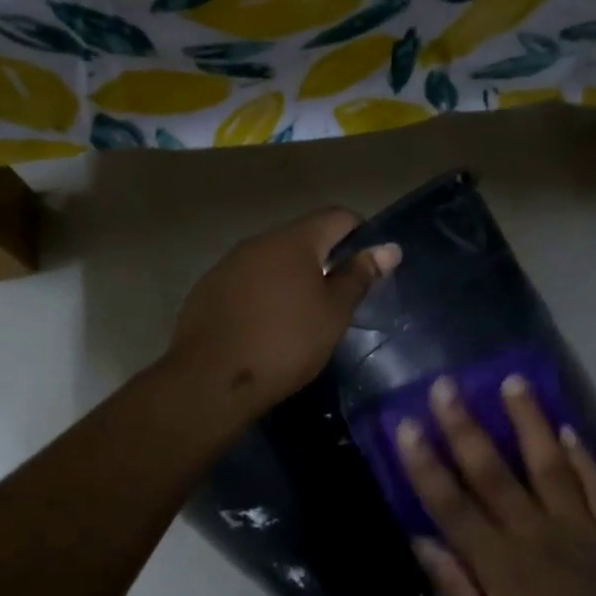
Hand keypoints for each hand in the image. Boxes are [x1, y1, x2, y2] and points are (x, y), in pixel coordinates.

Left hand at [168, 207, 400, 414]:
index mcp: (293, 240)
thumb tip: (389, 248)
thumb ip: (359, 277)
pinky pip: (246, 283)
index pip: (337, 216)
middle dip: (324, 260)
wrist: (210, 380)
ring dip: (291, 279)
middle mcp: (257, 242)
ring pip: (271, 262)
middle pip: (301, 238)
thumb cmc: (285, 343)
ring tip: (302, 316)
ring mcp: (227, 265)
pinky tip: (265, 327)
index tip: (369, 266)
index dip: (360, 234)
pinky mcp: (207, 290)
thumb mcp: (333, 314)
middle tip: (338, 298)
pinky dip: (263, 296)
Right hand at [398, 375, 595, 595]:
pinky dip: (584, 457)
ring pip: (550, 466)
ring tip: (514, 382)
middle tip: (447, 385)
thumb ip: (455, 593)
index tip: (407, 425)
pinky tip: (568, 429)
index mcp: (501, 569)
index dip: (425, 464)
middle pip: (494, 473)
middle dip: (466, 427)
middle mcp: (538, 538)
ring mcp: (581, 534)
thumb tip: (422, 541)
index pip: (452, 505)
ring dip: (530, 422)